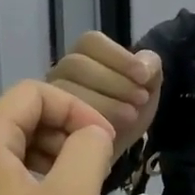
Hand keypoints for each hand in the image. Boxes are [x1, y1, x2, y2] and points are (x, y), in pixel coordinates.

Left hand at [0, 81, 115, 194]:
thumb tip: (92, 133)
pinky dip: (30, 184)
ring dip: (50, 161)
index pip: (33, 94)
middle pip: (19, 120)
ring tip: (79, 193)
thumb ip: (88, 153)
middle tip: (96, 169)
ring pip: (10, 153)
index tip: (104, 142)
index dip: (75, 109)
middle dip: (64, 135)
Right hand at [42, 31, 164, 163]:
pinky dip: (88, 124)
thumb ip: (150, 69)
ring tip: (130, 117)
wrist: (115, 152)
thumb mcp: (147, 90)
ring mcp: (49, 97)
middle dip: (113, 81)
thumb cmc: (127, 113)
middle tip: (140, 100)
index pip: (90, 42)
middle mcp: (60, 72)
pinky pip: (59, 118)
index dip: (118, 56)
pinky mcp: (44, 124)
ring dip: (104, 102)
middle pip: (76, 64)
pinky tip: (110, 132)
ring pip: (66, 89)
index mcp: (84, 55)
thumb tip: (144, 64)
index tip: (143, 76)